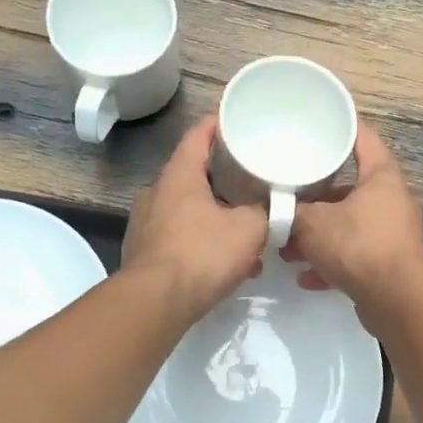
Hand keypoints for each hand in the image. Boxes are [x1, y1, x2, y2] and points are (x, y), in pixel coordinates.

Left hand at [123, 116, 267, 325]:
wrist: (156, 302)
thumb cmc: (202, 253)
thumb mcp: (249, 229)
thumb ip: (267, 212)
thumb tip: (277, 207)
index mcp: (179, 176)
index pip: (198, 135)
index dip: (218, 124)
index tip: (237, 120)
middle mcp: (156, 192)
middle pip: (193, 173)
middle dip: (223, 176)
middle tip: (251, 177)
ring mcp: (146, 223)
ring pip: (188, 209)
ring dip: (216, 215)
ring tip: (245, 228)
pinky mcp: (145, 252)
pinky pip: (180, 236)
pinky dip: (204, 241)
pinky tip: (228, 263)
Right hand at [285, 123, 422, 315]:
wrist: (397, 299)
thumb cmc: (358, 245)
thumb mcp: (314, 223)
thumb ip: (291, 212)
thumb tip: (276, 210)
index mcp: (381, 177)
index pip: (362, 138)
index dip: (341, 127)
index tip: (319, 122)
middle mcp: (391, 200)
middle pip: (349, 189)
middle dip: (316, 199)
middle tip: (288, 199)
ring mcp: (392, 233)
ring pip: (348, 226)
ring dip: (319, 237)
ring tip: (287, 248)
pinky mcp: (388, 263)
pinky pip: (354, 256)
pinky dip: (331, 264)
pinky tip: (306, 277)